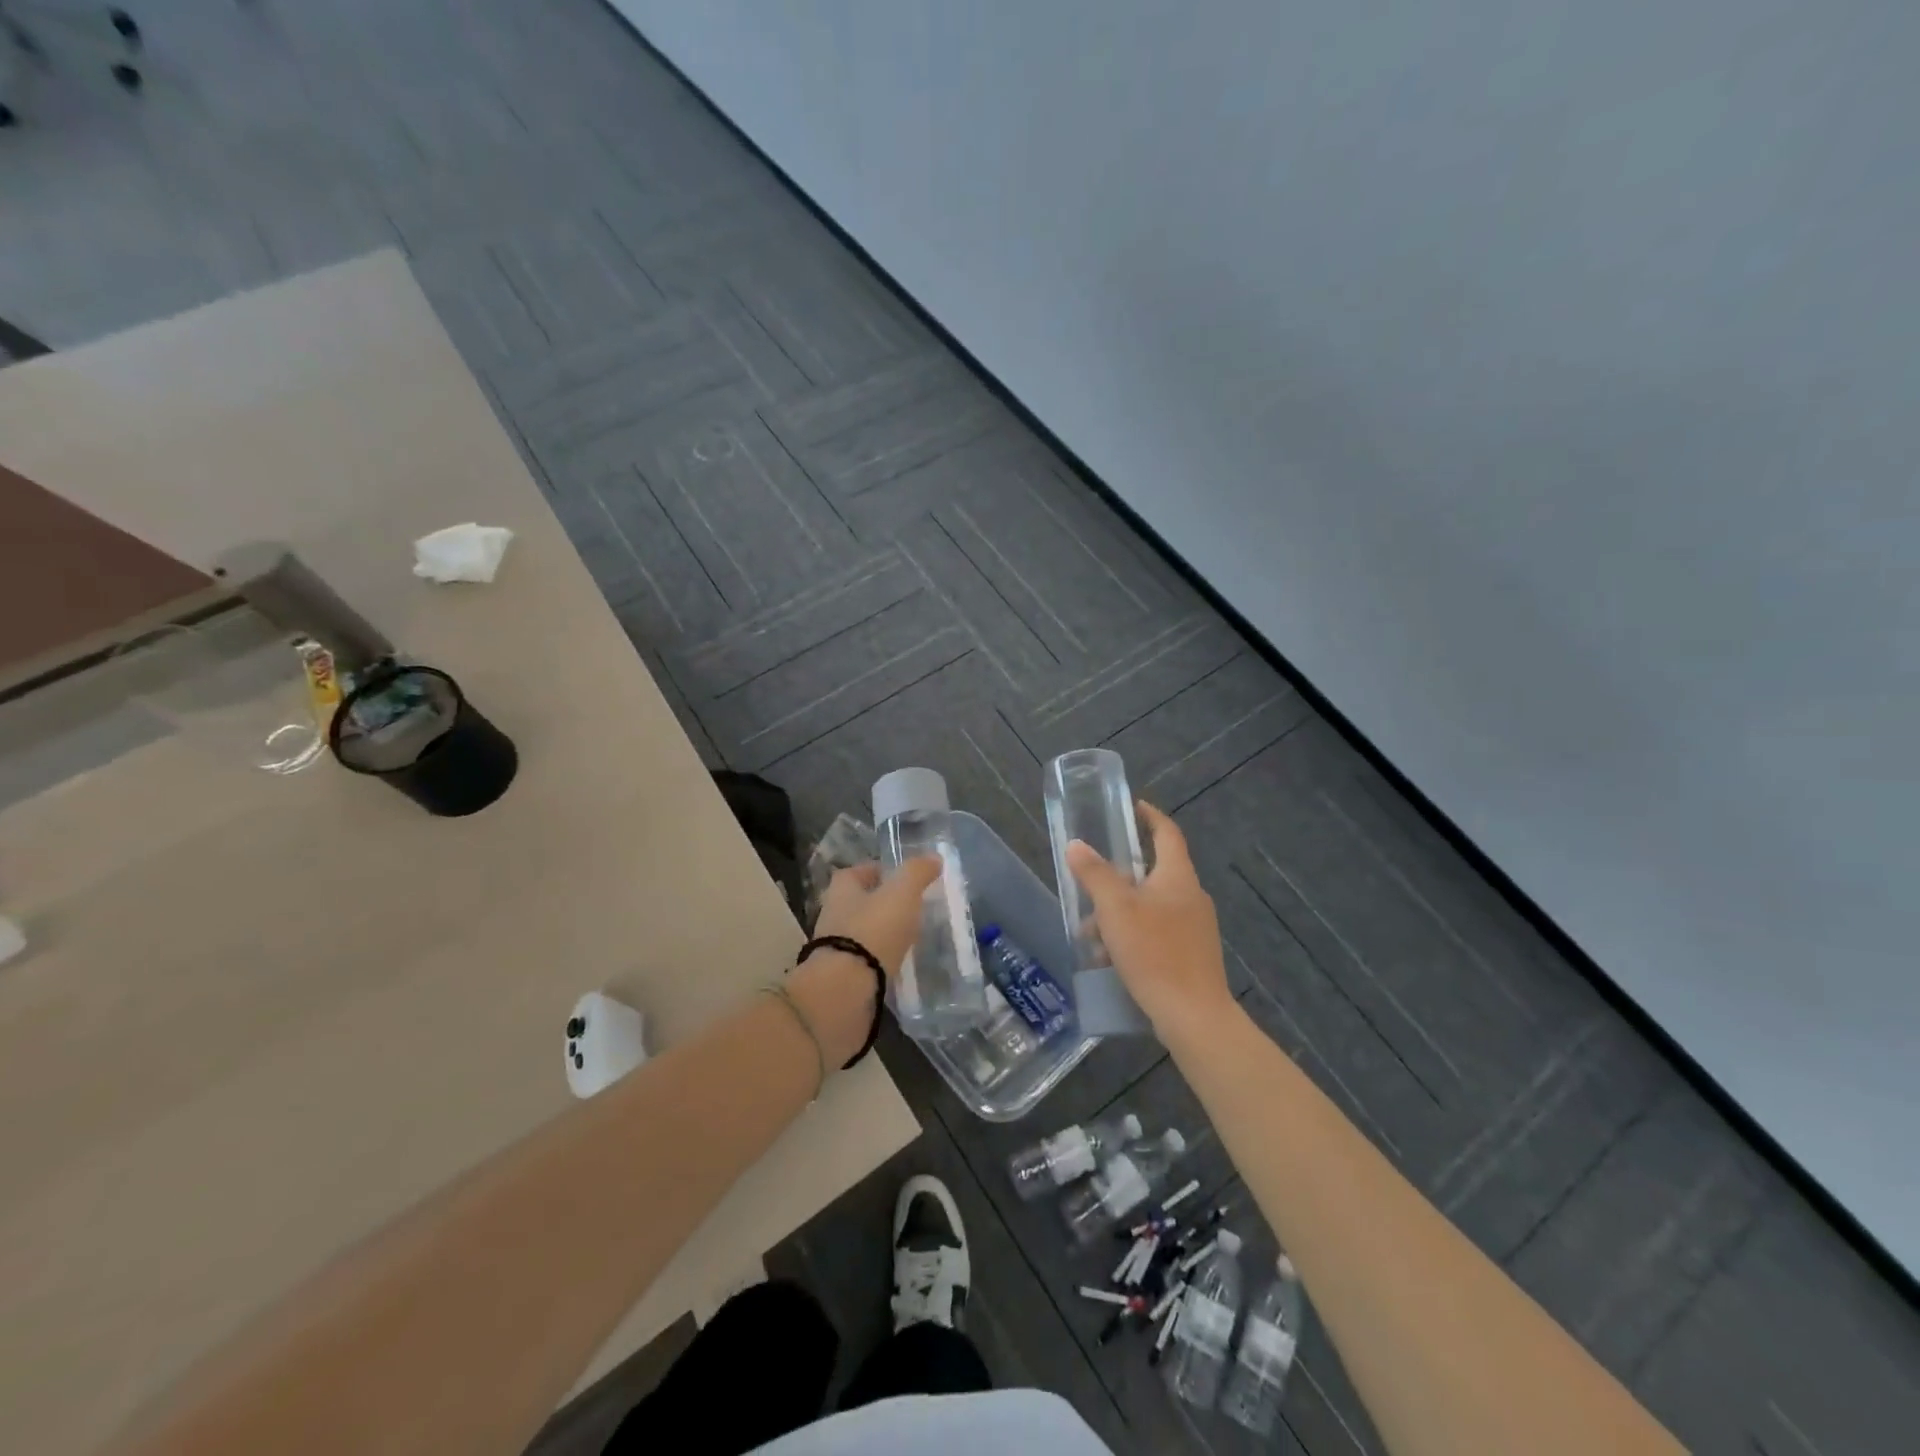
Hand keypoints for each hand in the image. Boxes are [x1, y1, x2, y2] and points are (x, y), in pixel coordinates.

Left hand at [789, 857, 939, 1064]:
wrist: (845, 990)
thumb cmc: (872, 930)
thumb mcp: (901, 893)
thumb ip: (917, 873)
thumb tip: (933, 857)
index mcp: (841, 890)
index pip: (856, 872)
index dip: (877, 871)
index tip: (901, 878)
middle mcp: (833, 916)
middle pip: (858, 903)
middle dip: (882, 904)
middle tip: (912, 908)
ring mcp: (835, 949)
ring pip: (862, 933)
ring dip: (882, 934)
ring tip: (910, 937)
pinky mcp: (842, 977)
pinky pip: (865, 961)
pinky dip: (880, 960)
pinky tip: (899, 964)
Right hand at [1065, 802, 1233, 1045]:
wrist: (1193, 1015)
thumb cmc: (1154, 952)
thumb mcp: (1115, 909)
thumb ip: (1094, 874)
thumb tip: (1076, 845)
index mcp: (1177, 877)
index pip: (1167, 833)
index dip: (1150, 816)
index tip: (1132, 807)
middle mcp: (1191, 896)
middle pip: (1152, 874)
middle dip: (1117, 881)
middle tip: (1089, 889)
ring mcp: (1195, 928)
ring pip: (1151, 907)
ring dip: (1119, 915)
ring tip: (1091, 937)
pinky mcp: (1192, 955)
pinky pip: (1157, 933)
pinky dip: (1133, 936)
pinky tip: (1111, 960)